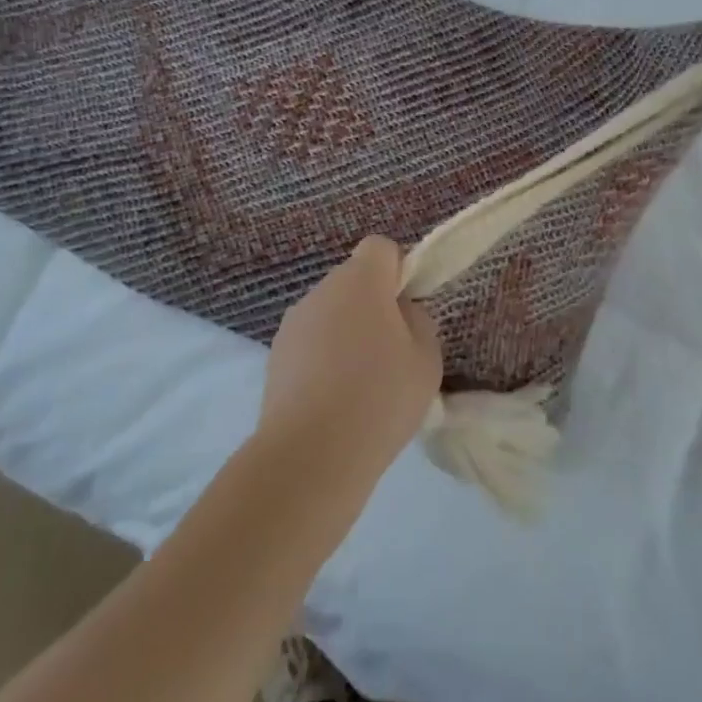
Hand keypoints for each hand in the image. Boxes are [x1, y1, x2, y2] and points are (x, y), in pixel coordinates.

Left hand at [260, 237, 442, 488]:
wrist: (310, 454)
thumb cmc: (380, 396)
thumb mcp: (426, 359)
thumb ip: (417, 323)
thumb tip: (399, 314)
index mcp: (360, 280)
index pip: (380, 247)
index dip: (397, 270)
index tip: (406, 308)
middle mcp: (321, 290)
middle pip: (353, 281)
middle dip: (373, 305)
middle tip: (391, 352)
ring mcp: (292, 323)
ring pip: (330, 314)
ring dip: (346, 334)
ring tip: (361, 385)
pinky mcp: (274, 357)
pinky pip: (310, 344)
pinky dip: (323, 360)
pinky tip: (334, 402)